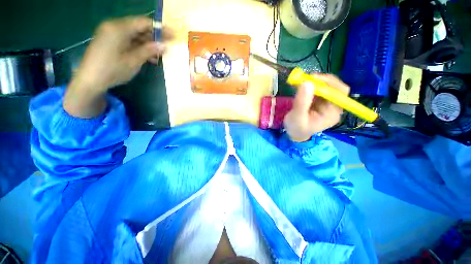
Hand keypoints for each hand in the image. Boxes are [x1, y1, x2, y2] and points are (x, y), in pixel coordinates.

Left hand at [64, 16, 171, 117]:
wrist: (90, 80)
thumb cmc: (112, 70)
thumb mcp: (133, 61)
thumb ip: (149, 51)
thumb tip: (164, 45)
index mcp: (119, 28)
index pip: (144, 22)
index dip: (160, 28)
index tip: (173, 36)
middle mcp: (114, 26)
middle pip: (139, 27)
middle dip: (154, 37)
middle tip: (167, 47)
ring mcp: (110, 33)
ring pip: (134, 35)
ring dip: (147, 44)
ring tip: (159, 55)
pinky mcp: (109, 40)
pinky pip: (128, 40)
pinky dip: (138, 47)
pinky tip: (148, 57)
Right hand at [284, 74, 349, 141]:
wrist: (294, 133)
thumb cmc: (297, 129)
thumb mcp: (297, 118)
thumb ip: (302, 103)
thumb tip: (307, 83)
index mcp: (332, 113)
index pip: (339, 93)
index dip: (329, 83)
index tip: (313, 79)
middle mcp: (333, 107)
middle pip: (334, 87)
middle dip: (321, 81)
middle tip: (305, 78)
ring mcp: (327, 103)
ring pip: (326, 86)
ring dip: (314, 82)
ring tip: (301, 82)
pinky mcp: (319, 101)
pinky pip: (318, 89)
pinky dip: (310, 85)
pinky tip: (301, 86)